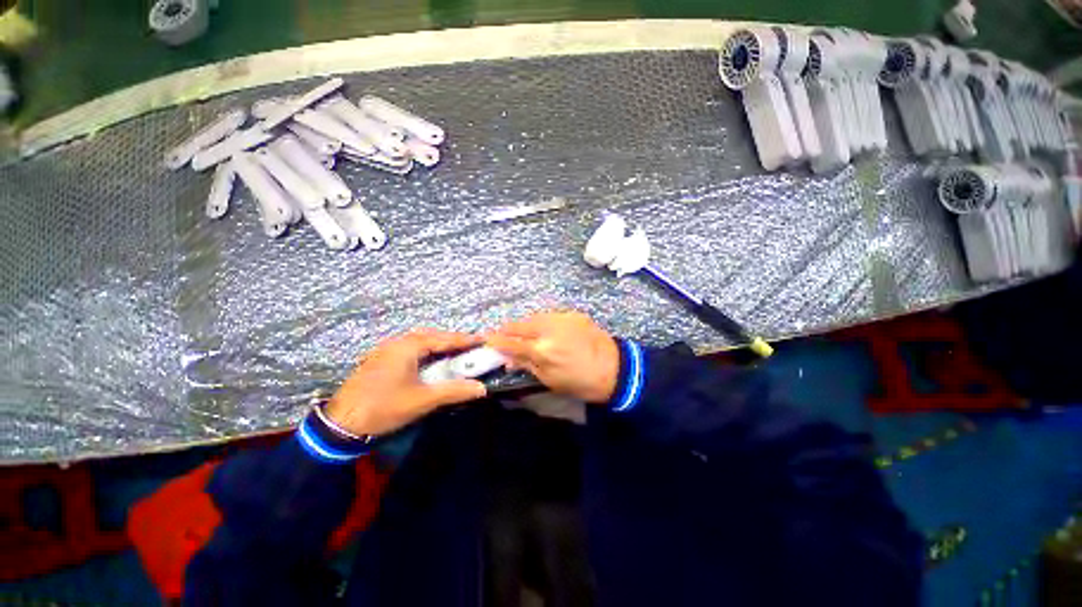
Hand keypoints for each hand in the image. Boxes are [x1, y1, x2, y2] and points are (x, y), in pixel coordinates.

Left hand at [325, 330, 487, 435]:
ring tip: (454, 352)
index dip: (465, 339)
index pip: (443, 339)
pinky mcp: (379, 360)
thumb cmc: (384, 407)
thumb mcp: (423, 400)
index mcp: (407, 347)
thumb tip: (482, 388)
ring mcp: (385, 350)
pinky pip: (409, 348)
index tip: (483, 339)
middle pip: (431, 336)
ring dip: (438, 344)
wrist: (340, 424)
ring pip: (419, 341)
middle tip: (470, 345)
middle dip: (452, 340)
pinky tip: (429, 360)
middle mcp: (396, 343)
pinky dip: (425, 351)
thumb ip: (454, 391)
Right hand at [485, 311, 620, 403]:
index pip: (511, 342)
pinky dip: (544, 323)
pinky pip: (551, 316)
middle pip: (520, 325)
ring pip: (534, 317)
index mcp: (542, 350)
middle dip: (509, 330)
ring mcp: (562, 318)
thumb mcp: (550, 380)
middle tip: (505, 337)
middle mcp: (549, 329)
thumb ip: (527, 366)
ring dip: (526, 326)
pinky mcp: (573, 314)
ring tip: (527, 334)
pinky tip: (548, 331)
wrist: (615, 369)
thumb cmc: (580, 382)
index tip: (486, 340)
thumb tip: (508, 360)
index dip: (496, 341)